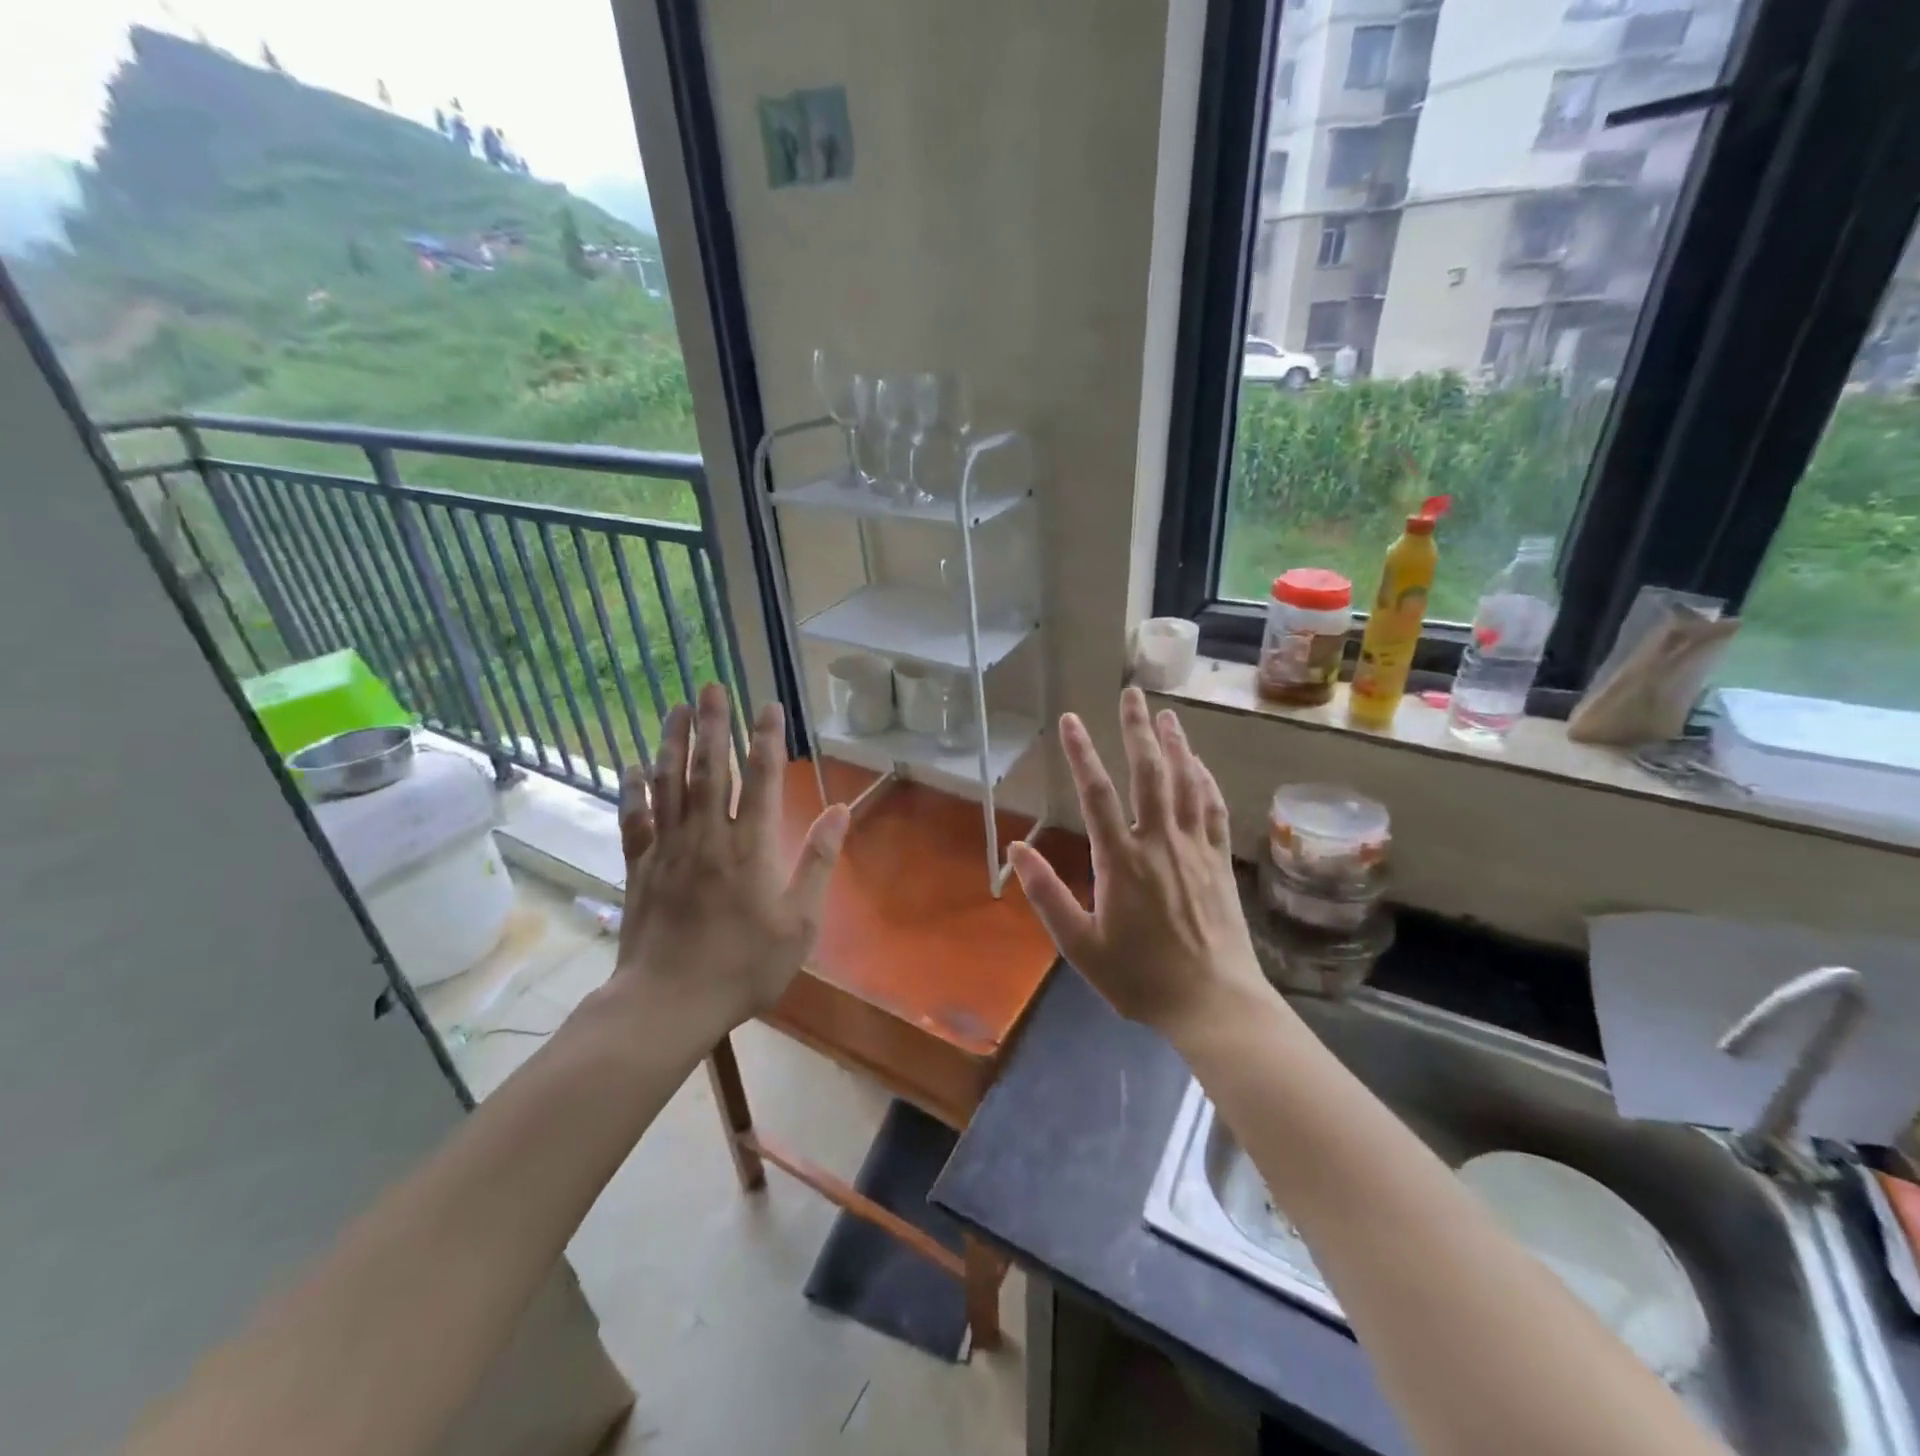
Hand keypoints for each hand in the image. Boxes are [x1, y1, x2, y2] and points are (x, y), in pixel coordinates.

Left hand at [612, 683, 849, 1038]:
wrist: (668, 1003)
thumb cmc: (744, 965)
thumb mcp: (800, 921)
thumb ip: (818, 860)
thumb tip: (840, 809)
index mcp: (750, 846)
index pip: (760, 778)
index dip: (765, 738)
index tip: (768, 705)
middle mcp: (707, 835)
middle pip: (709, 768)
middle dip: (713, 724)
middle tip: (711, 685)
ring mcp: (669, 849)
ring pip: (669, 783)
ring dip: (672, 742)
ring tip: (676, 707)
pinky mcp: (640, 867)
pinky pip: (635, 818)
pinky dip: (633, 789)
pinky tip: (632, 765)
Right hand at [1008, 688, 1269, 1042]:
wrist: (1213, 1003)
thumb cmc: (1140, 978)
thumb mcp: (1080, 945)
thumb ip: (1047, 895)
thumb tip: (1016, 849)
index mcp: (1121, 861)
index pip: (1096, 795)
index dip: (1082, 754)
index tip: (1071, 720)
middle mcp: (1159, 842)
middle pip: (1148, 774)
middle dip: (1137, 730)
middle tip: (1132, 693)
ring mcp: (1194, 848)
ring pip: (1186, 783)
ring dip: (1175, 744)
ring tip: (1166, 714)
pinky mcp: (1219, 861)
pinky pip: (1213, 808)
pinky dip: (1205, 780)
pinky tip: (1199, 764)